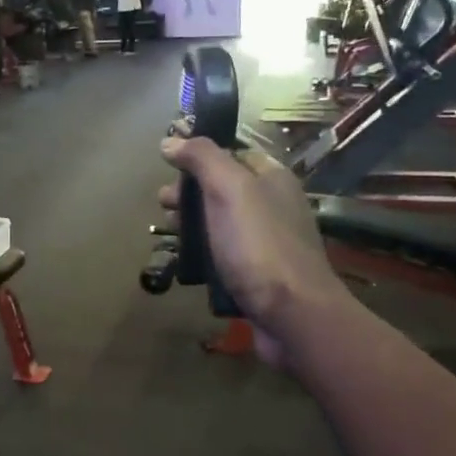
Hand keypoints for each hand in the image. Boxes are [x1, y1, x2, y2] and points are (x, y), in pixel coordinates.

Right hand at [157, 136, 344, 367]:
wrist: (293, 315)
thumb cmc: (259, 245)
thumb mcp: (229, 189)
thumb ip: (202, 158)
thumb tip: (171, 139)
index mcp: (272, 178)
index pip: (232, 152)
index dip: (199, 154)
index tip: (167, 164)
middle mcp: (271, 205)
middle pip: (221, 188)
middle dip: (189, 192)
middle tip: (163, 204)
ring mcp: (264, 242)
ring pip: (219, 223)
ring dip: (191, 224)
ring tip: (167, 233)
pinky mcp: (256, 275)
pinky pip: (222, 255)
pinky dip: (201, 254)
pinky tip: (184, 261)